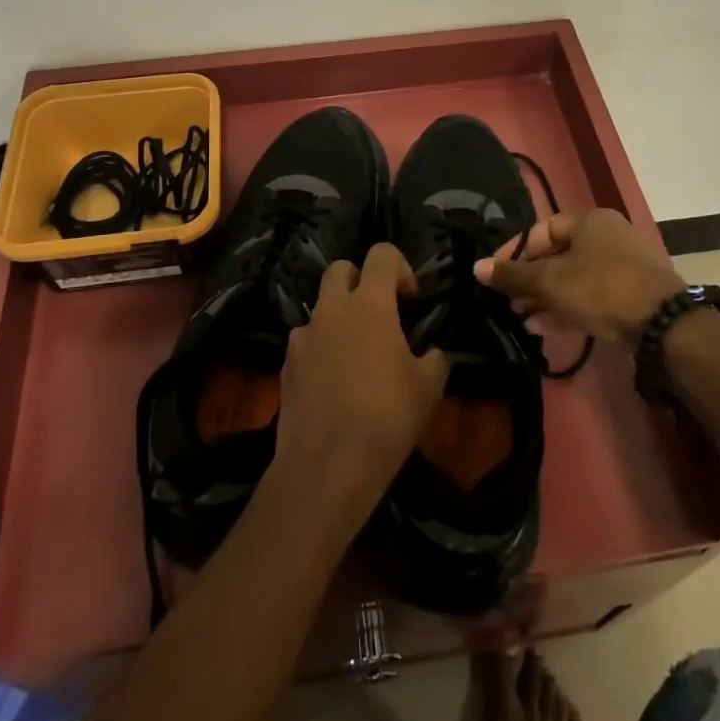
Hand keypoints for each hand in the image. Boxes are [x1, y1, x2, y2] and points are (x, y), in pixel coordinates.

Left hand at [275, 243, 450, 515]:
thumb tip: (432, 353)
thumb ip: (434, 359)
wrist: (327, 466)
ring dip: (339, 319)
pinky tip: (333, 384)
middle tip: (379, 315)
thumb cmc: (386, 418)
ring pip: (321, 308)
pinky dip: (321, 350)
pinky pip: (306, 342)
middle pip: (341, 269)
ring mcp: (303, 336)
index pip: (381, 254)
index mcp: (369, 305)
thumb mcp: (428, 388)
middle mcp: (331, 310)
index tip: (410, 299)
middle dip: (361, 281)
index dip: (400, 268)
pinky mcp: (285, 364)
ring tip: (356, 357)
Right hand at [474, 209, 686, 349]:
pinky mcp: (629, 294)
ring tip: (521, 319)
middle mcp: (606, 237)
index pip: (540, 230)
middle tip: (508, 302)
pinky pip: (589, 296)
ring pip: (572, 279)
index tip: (495, 275)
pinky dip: (566, 308)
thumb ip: (512, 275)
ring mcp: (621, 266)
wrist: (663, 324)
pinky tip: (543, 329)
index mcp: (589, 221)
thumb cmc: (600, 289)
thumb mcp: (549, 282)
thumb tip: (476, 267)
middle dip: (528, 281)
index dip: (514, 252)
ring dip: (544, 299)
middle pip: (556, 256)